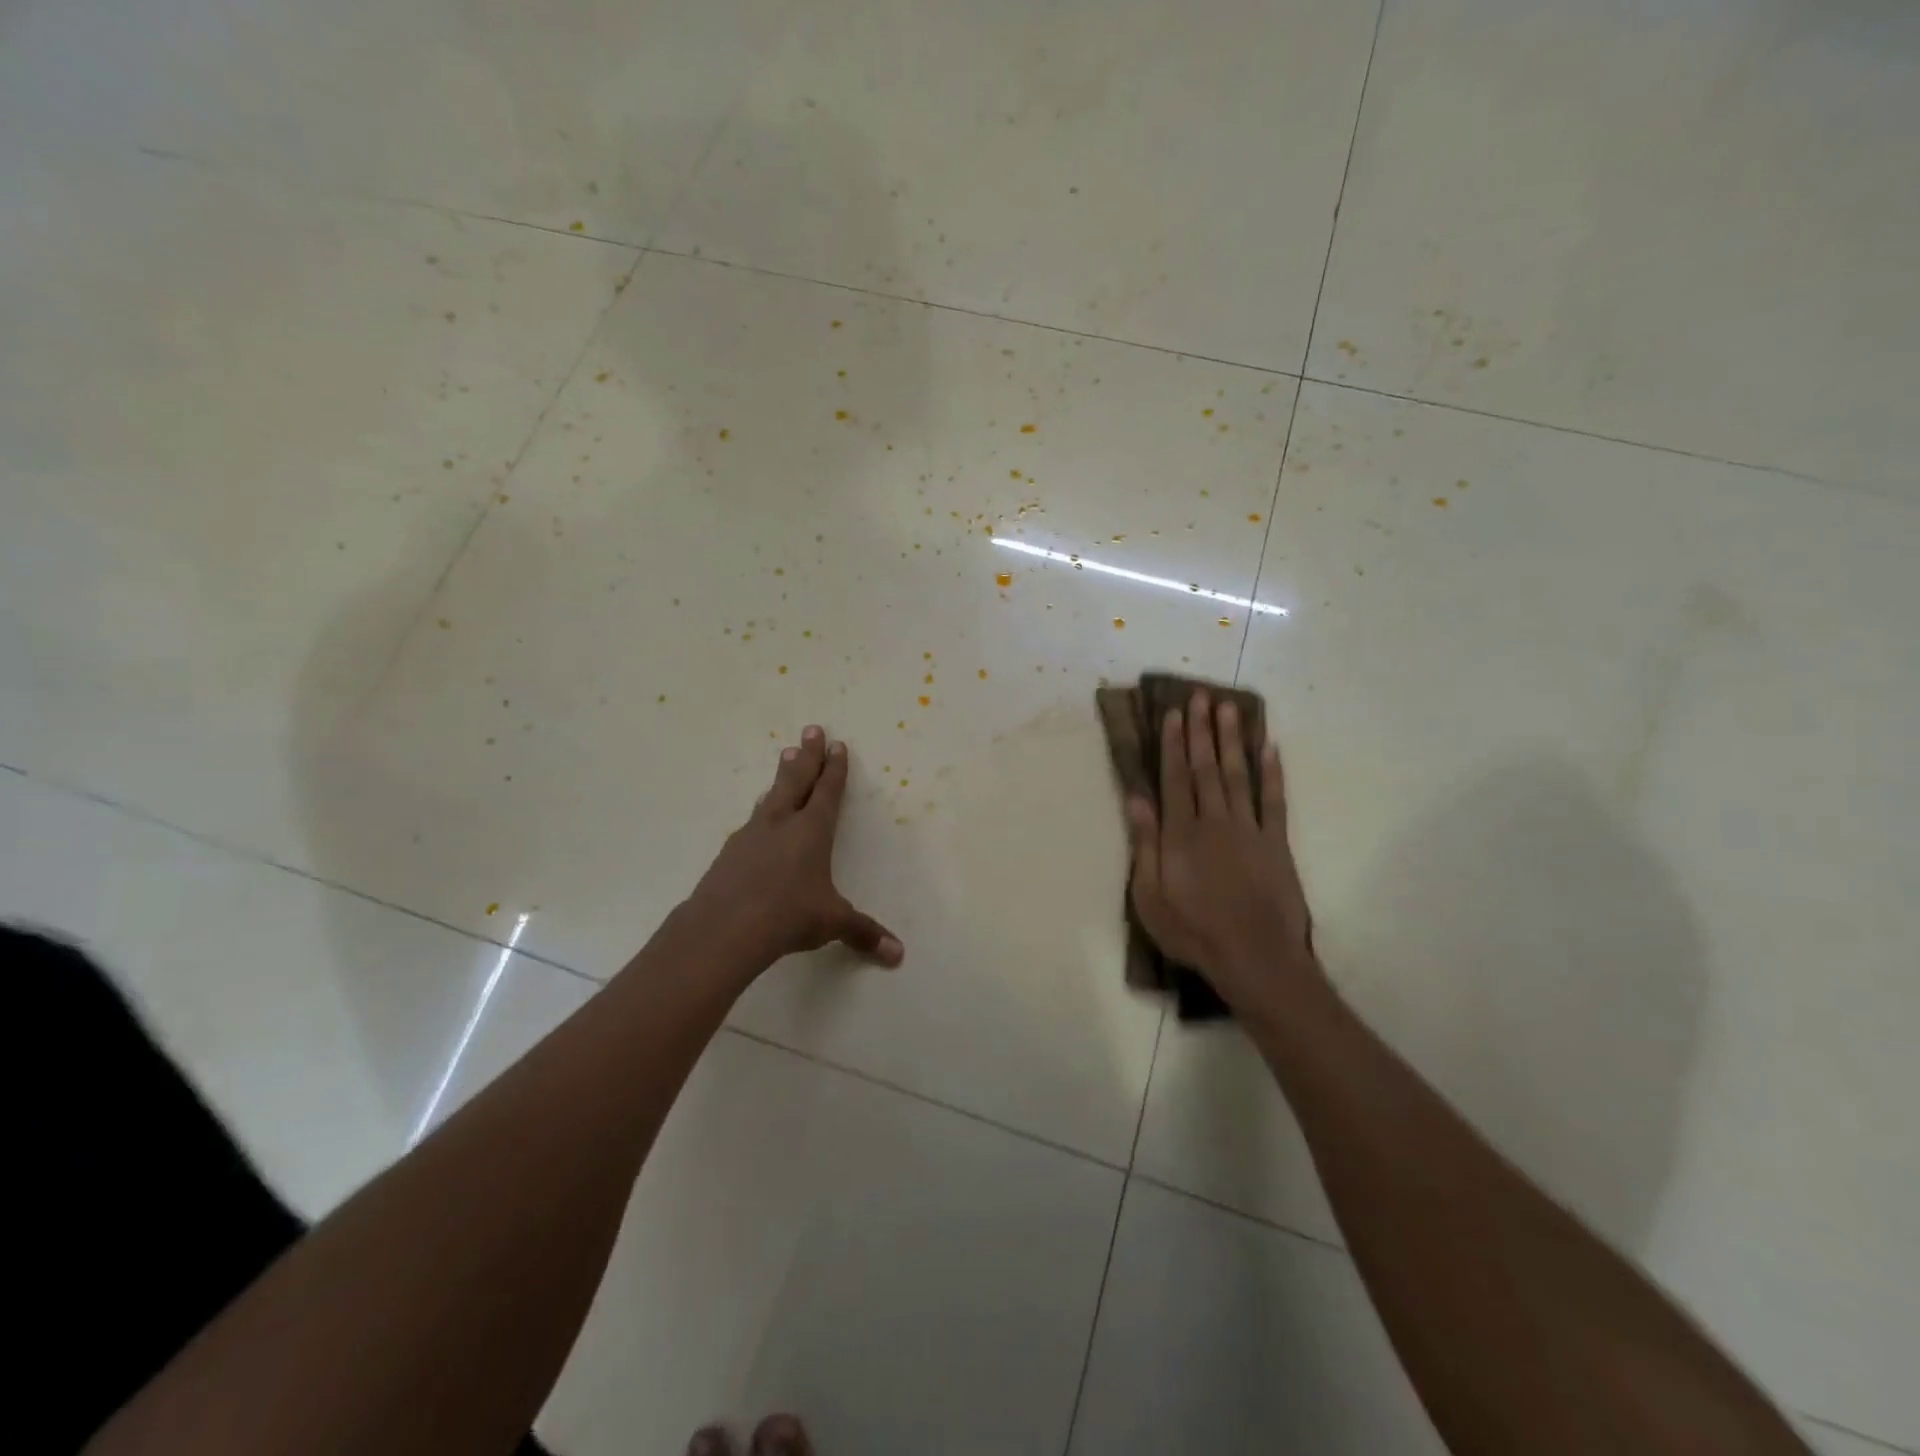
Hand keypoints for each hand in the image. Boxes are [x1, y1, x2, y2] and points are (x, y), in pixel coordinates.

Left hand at [682, 725, 903, 974]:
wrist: (723, 929)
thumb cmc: (787, 916)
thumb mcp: (831, 922)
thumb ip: (863, 932)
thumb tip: (898, 954)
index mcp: (811, 831)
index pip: (827, 792)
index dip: (835, 769)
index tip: (837, 745)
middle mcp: (781, 824)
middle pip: (796, 780)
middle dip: (807, 755)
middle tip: (810, 729)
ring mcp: (750, 835)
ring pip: (770, 796)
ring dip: (781, 776)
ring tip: (784, 757)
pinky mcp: (728, 853)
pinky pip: (751, 822)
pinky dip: (760, 812)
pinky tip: (756, 819)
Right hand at [1125, 690, 1320, 1012]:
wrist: (1255, 957)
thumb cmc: (1193, 931)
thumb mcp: (1150, 896)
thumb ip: (1144, 844)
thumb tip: (1136, 799)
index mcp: (1181, 834)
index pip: (1174, 778)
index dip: (1172, 744)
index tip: (1173, 713)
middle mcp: (1214, 821)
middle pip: (1205, 768)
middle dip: (1201, 730)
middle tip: (1200, 696)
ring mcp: (1249, 830)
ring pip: (1238, 775)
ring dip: (1232, 740)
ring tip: (1229, 708)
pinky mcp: (1276, 843)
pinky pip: (1274, 800)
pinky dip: (1272, 773)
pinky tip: (1270, 748)